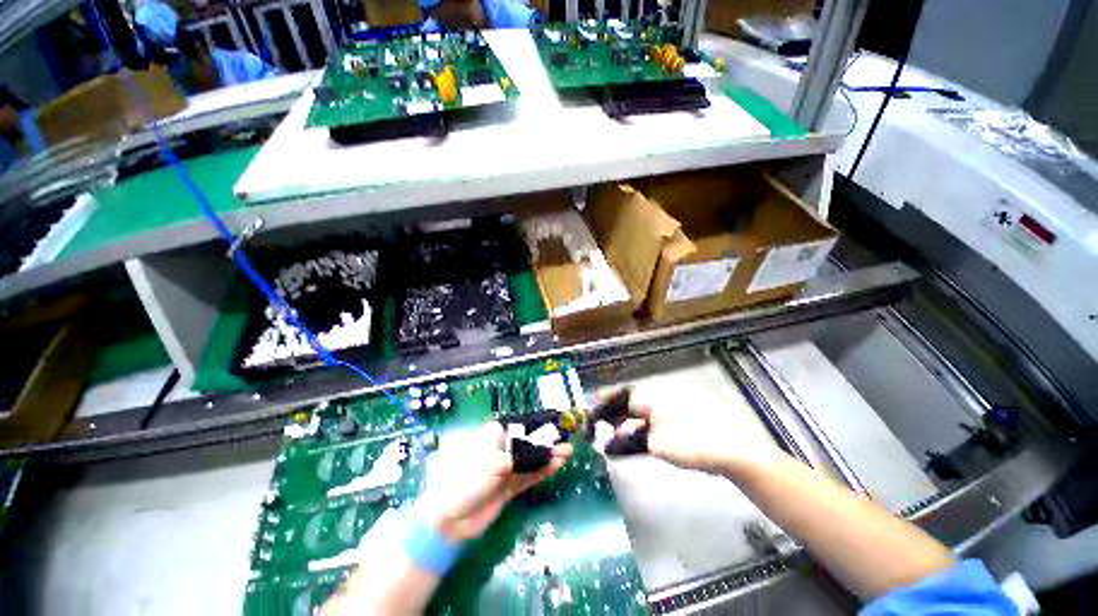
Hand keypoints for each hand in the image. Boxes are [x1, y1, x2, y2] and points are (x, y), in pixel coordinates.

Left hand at [414, 422, 571, 541]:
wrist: (448, 518)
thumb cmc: (467, 478)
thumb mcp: (495, 461)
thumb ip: (521, 456)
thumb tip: (541, 451)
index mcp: (491, 436)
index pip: (518, 427)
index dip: (536, 426)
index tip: (554, 425)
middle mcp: (500, 450)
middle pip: (527, 443)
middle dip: (546, 442)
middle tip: (564, 440)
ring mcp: (505, 470)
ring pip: (531, 460)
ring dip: (548, 456)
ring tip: (567, 451)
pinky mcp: (508, 488)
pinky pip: (529, 476)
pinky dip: (543, 471)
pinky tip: (557, 464)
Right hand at [609, 400, 779, 476]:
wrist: (731, 450)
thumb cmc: (690, 444)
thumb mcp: (655, 445)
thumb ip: (628, 442)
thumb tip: (608, 444)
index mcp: (650, 398)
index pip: (620, 397)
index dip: (603, 406)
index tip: (592, 416)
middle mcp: (657, 397)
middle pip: (628, 404)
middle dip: (613, 416)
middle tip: (601, 429)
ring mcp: (669, 407)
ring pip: (640, 412)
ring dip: (627, 424)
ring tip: (616, 437)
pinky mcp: (678, 417)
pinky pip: (652, 419)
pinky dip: (641, 428)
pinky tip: (637, 438)